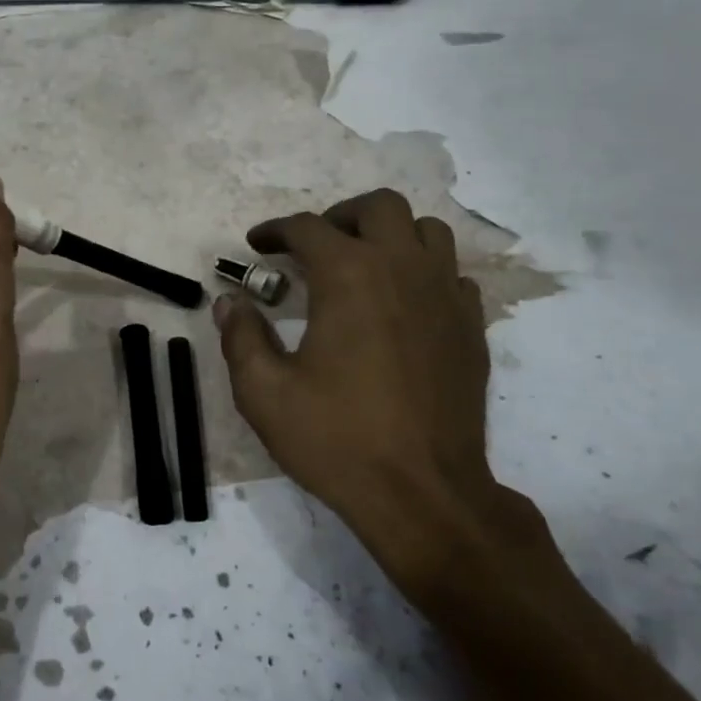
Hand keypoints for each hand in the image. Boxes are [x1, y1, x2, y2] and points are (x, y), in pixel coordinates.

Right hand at [214, 189, 552, 610]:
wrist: (424, 493)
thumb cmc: (337, 439)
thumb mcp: (264, 392)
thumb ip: (241, 337)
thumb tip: (229, 302)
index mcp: (349, 276)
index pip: (307, 228)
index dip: (274, 231)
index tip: (256, 245)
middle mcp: (403, 269)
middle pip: (379, 207)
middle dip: (339, 216)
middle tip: (313, 247)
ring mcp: (445, 296)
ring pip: (427, 231)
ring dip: (390, 236)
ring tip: (362, 265)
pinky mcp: (470, 328)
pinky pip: (451, 275)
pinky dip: (423, 273)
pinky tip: (401, 305)